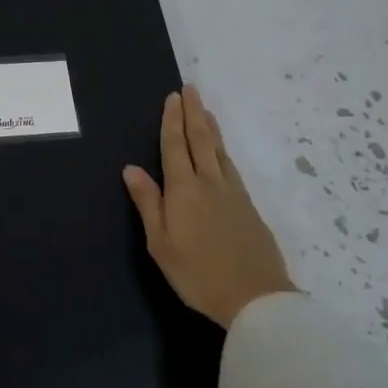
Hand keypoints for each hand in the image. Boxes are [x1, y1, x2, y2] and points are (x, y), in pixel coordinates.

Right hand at [123, 87, 294, 328]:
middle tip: (191, 89)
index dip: (172, 121)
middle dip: (193, 113)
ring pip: (220, 151)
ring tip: (206, 111)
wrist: (256, 298)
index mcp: (184, 190)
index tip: (173, 97)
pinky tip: (222, 153)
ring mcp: (233, 193)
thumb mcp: (161, 244)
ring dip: (211, 128)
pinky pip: (232, 167)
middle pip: (201, 140)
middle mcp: (209, 183)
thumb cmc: (198, 274)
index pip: (175, 147)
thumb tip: (131, 168)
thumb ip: (148, 203)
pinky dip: (224, 151)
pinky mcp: (249, 207)